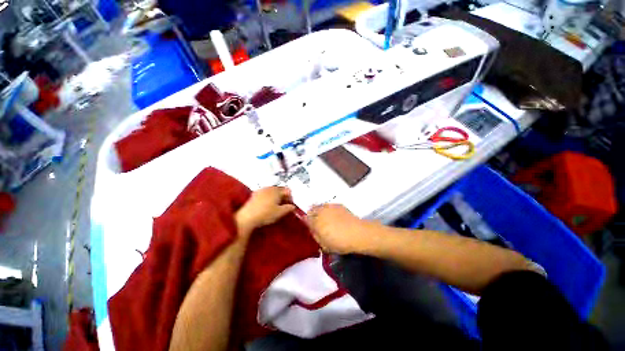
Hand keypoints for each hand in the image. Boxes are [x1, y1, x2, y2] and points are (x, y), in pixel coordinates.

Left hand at [236, 187, 295, 234]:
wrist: (247, 217)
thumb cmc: (266, 214)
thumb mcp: (280, 212)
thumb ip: (289, 208)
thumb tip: (293, 206)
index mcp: (277, 190)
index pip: (288, 190)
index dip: (291, 198)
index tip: (290, 206)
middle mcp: (269, 187)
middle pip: (280, 190)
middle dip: (283, 197)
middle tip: (284, 206)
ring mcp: (261, 190)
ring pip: (272, 191)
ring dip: (276, 197)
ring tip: (275, 206)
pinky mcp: (255, 194)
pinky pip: (265, 193)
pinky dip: (269, 198)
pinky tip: (267, 206)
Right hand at [306, 204, 370, 253]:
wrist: (357, 233)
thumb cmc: (339, 242)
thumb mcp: (324, 245)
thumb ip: (316, 236)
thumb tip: (313, 231)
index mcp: (315, 222)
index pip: (306, 218)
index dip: (306, 220)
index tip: (308, 223)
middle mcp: (321, 212)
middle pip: (312, 209)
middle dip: (312, 213)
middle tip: (315, 220)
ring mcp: (330, 207)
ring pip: (320, 206)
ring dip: (320, 210)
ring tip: (324, 216)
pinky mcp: (338, 205)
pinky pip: (329, 205)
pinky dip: (328, 209)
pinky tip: (333, 214)